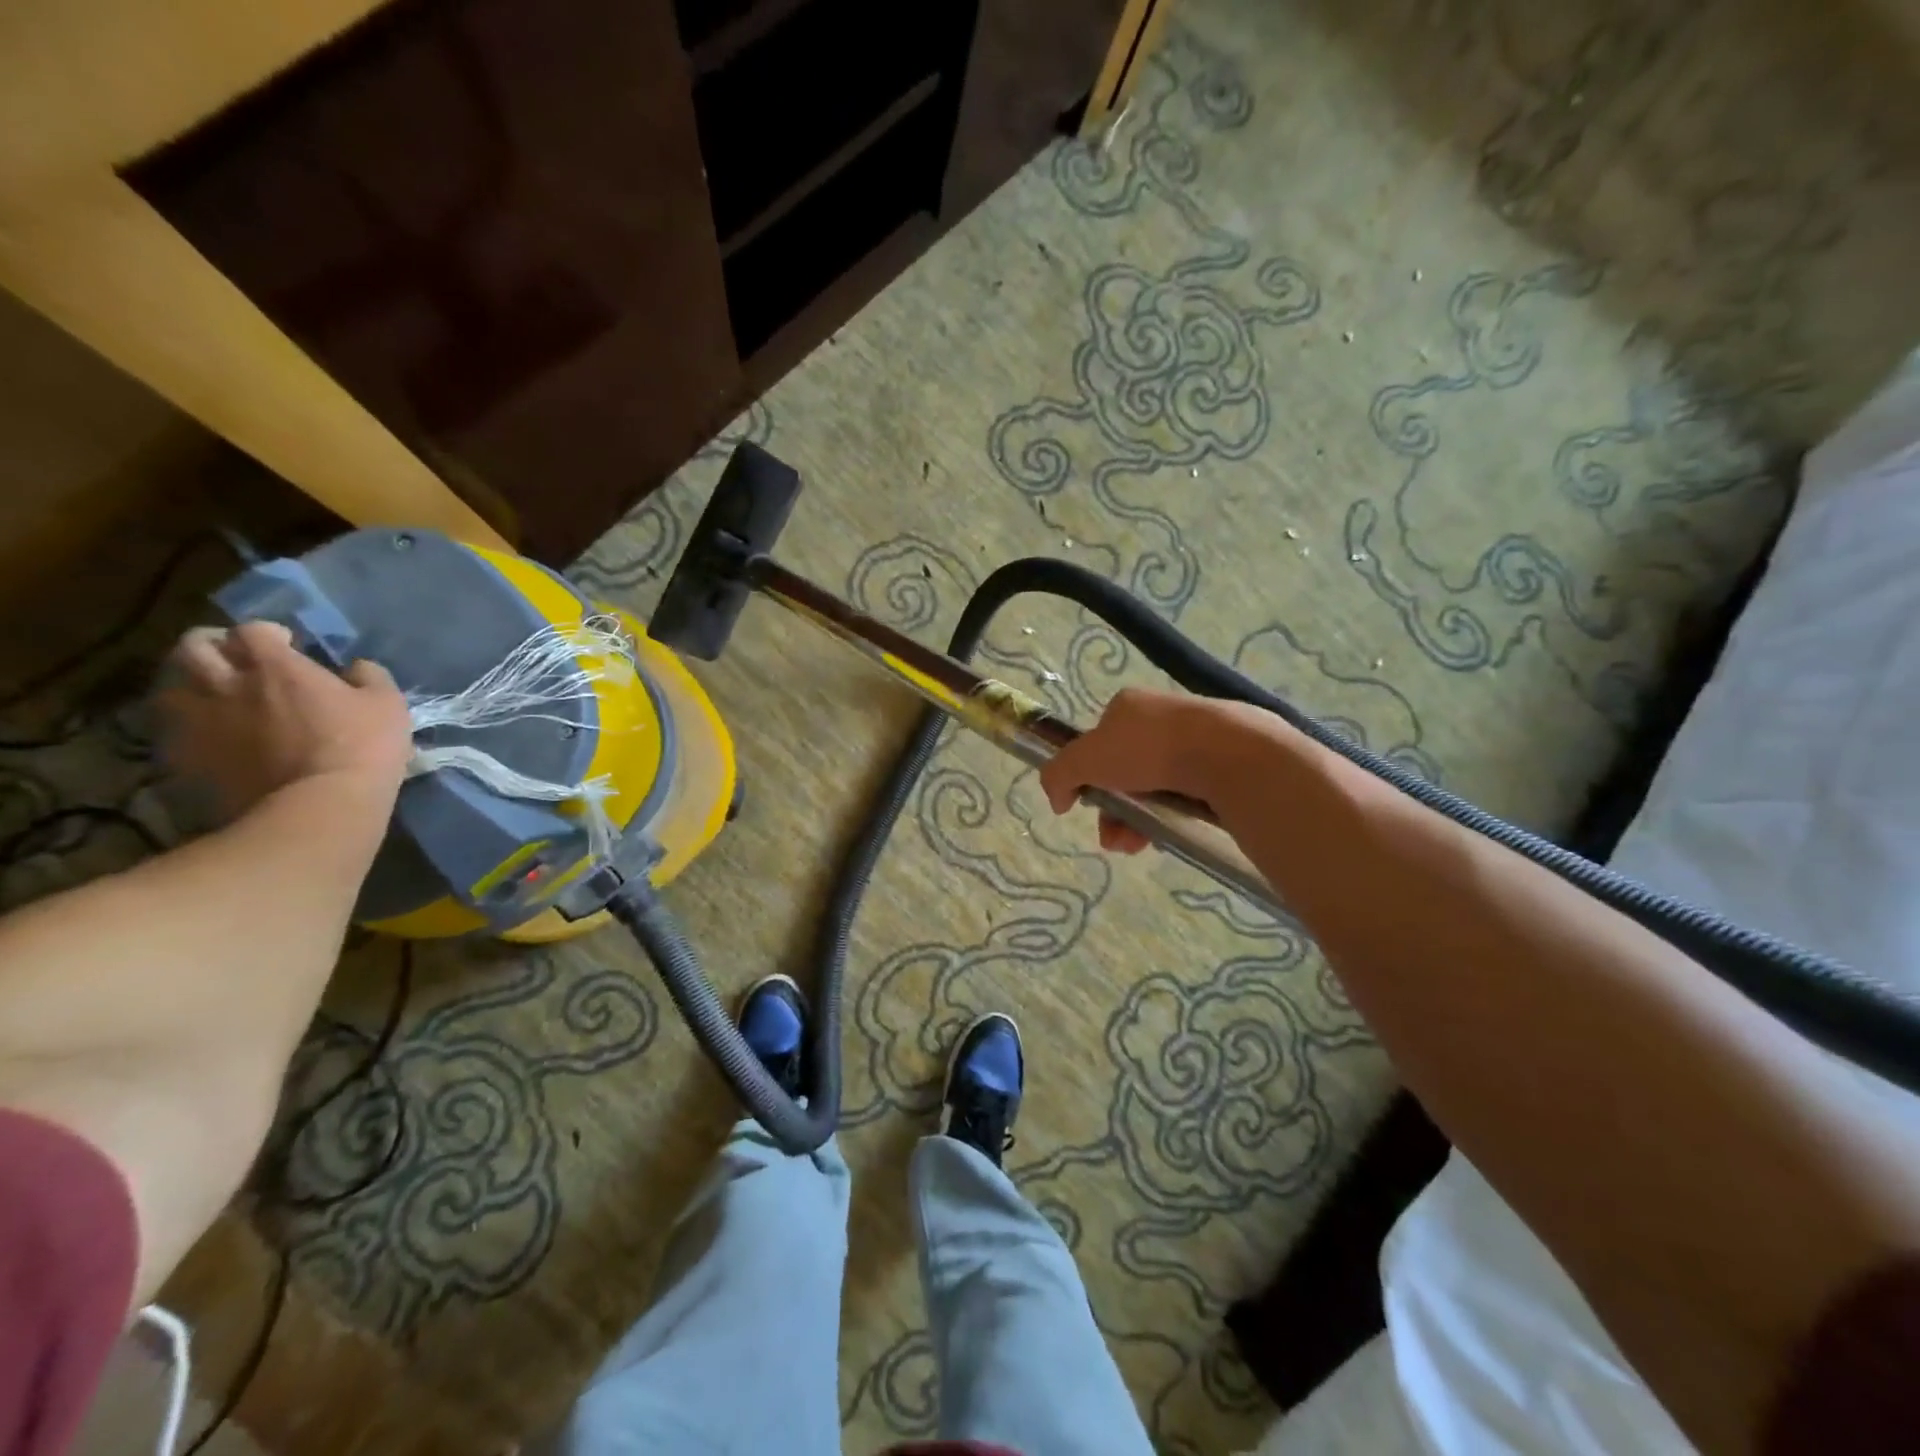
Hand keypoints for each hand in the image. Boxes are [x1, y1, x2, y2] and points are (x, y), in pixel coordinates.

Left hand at [159, 622, 412, 817]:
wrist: (318, 807)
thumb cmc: (362, 748)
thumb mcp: (388, 705)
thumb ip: (369, 677)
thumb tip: (356, 667)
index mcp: (275, 666)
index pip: (253, 630)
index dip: (268, 634)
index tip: (287, 645)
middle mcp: (226, 682)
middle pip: (194, 646)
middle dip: (214, 646)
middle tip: (237, 660)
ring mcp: (198, 720)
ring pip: (173, 685)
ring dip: (194, 684)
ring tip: (218, 696)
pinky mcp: (186, 756)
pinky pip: (175, 728)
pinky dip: (190, 724)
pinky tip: (214, 735)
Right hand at [1040, 687, 1266, 853]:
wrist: (1227, 755)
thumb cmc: (1148, 749)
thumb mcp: (1085, 759)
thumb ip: (1058, 775)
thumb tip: (1056, 799)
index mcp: (1128, 706)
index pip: (1097, 743)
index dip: (1088, 776)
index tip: (1088, 805)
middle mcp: (1161, 718)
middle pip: (1124, 771)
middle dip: (1114, 810)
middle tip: (1115, 839)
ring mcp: (1195, 740)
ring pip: (1154, 788)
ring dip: (1137, 821)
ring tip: (1138, 846)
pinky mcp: (1223, 763)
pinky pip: (1187, 795)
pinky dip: (1171, 817)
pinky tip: (1168, 836)